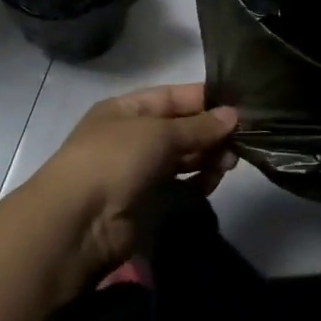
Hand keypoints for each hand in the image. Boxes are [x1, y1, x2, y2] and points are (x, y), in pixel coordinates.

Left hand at [27, 83, 238, 278]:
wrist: (79, 222)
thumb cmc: (115, 159)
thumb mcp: (158, 132)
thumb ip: (198, 126)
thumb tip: (233, 115)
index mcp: (126, 110)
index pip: (171, 97)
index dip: (203, 99)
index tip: (238, 105)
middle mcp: (133, 137)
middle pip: (180, 129)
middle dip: (210, 132)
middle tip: (241, 140)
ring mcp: (140, 171)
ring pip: (183, 158)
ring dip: (207, 157)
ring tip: (229, 163)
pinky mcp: (148, 203)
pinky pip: (180, 186)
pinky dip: (198, 183)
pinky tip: (213, 181)